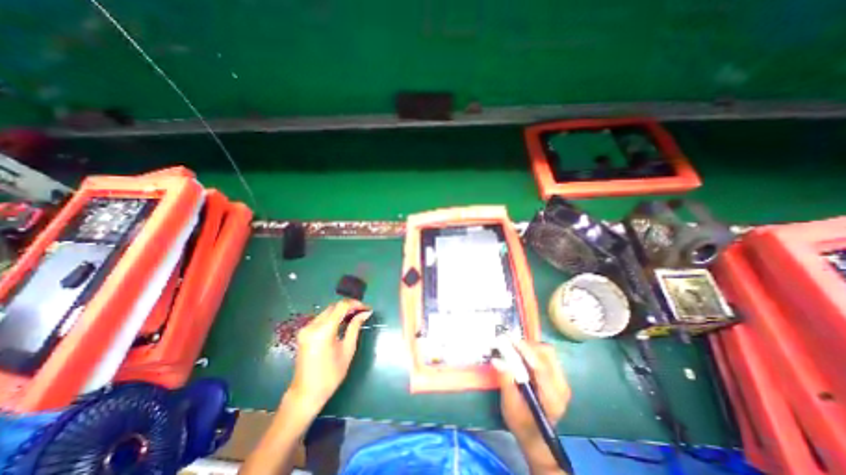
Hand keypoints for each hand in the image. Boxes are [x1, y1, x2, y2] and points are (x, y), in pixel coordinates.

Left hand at [288, 302, 370, 412]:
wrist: (306, 394)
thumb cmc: (330, 375)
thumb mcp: (347, 350)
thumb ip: (355, 327)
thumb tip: (365, 313)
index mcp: (323, 330)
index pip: (341, 306)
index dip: (356, 304)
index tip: (367, 308)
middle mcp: (312, 325)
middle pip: (334, 306)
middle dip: (350, 306)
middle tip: (363, 312)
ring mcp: (306, 328)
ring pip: (328, 311)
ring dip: (342, 311)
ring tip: (356, 316)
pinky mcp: (304, 333)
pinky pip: (322, 318)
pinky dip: (334, 317)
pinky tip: (343, 322)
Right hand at [493, 341, 570, 445]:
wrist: (535, 436)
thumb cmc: (521, 422)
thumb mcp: (510, 405)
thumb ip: (505, 381)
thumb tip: (496, 360)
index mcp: (551, 397)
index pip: (541, 367)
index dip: (525, 350)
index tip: (510, 339)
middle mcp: (561, 386)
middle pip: (548, 354)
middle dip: (527, 346)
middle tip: (510, 344)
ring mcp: (561, 381)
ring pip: (548, 352)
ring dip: (530, 347)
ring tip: (514, 349)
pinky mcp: (557, 377)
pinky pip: (546, 356)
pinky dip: (533, 351)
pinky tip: (521, 355)